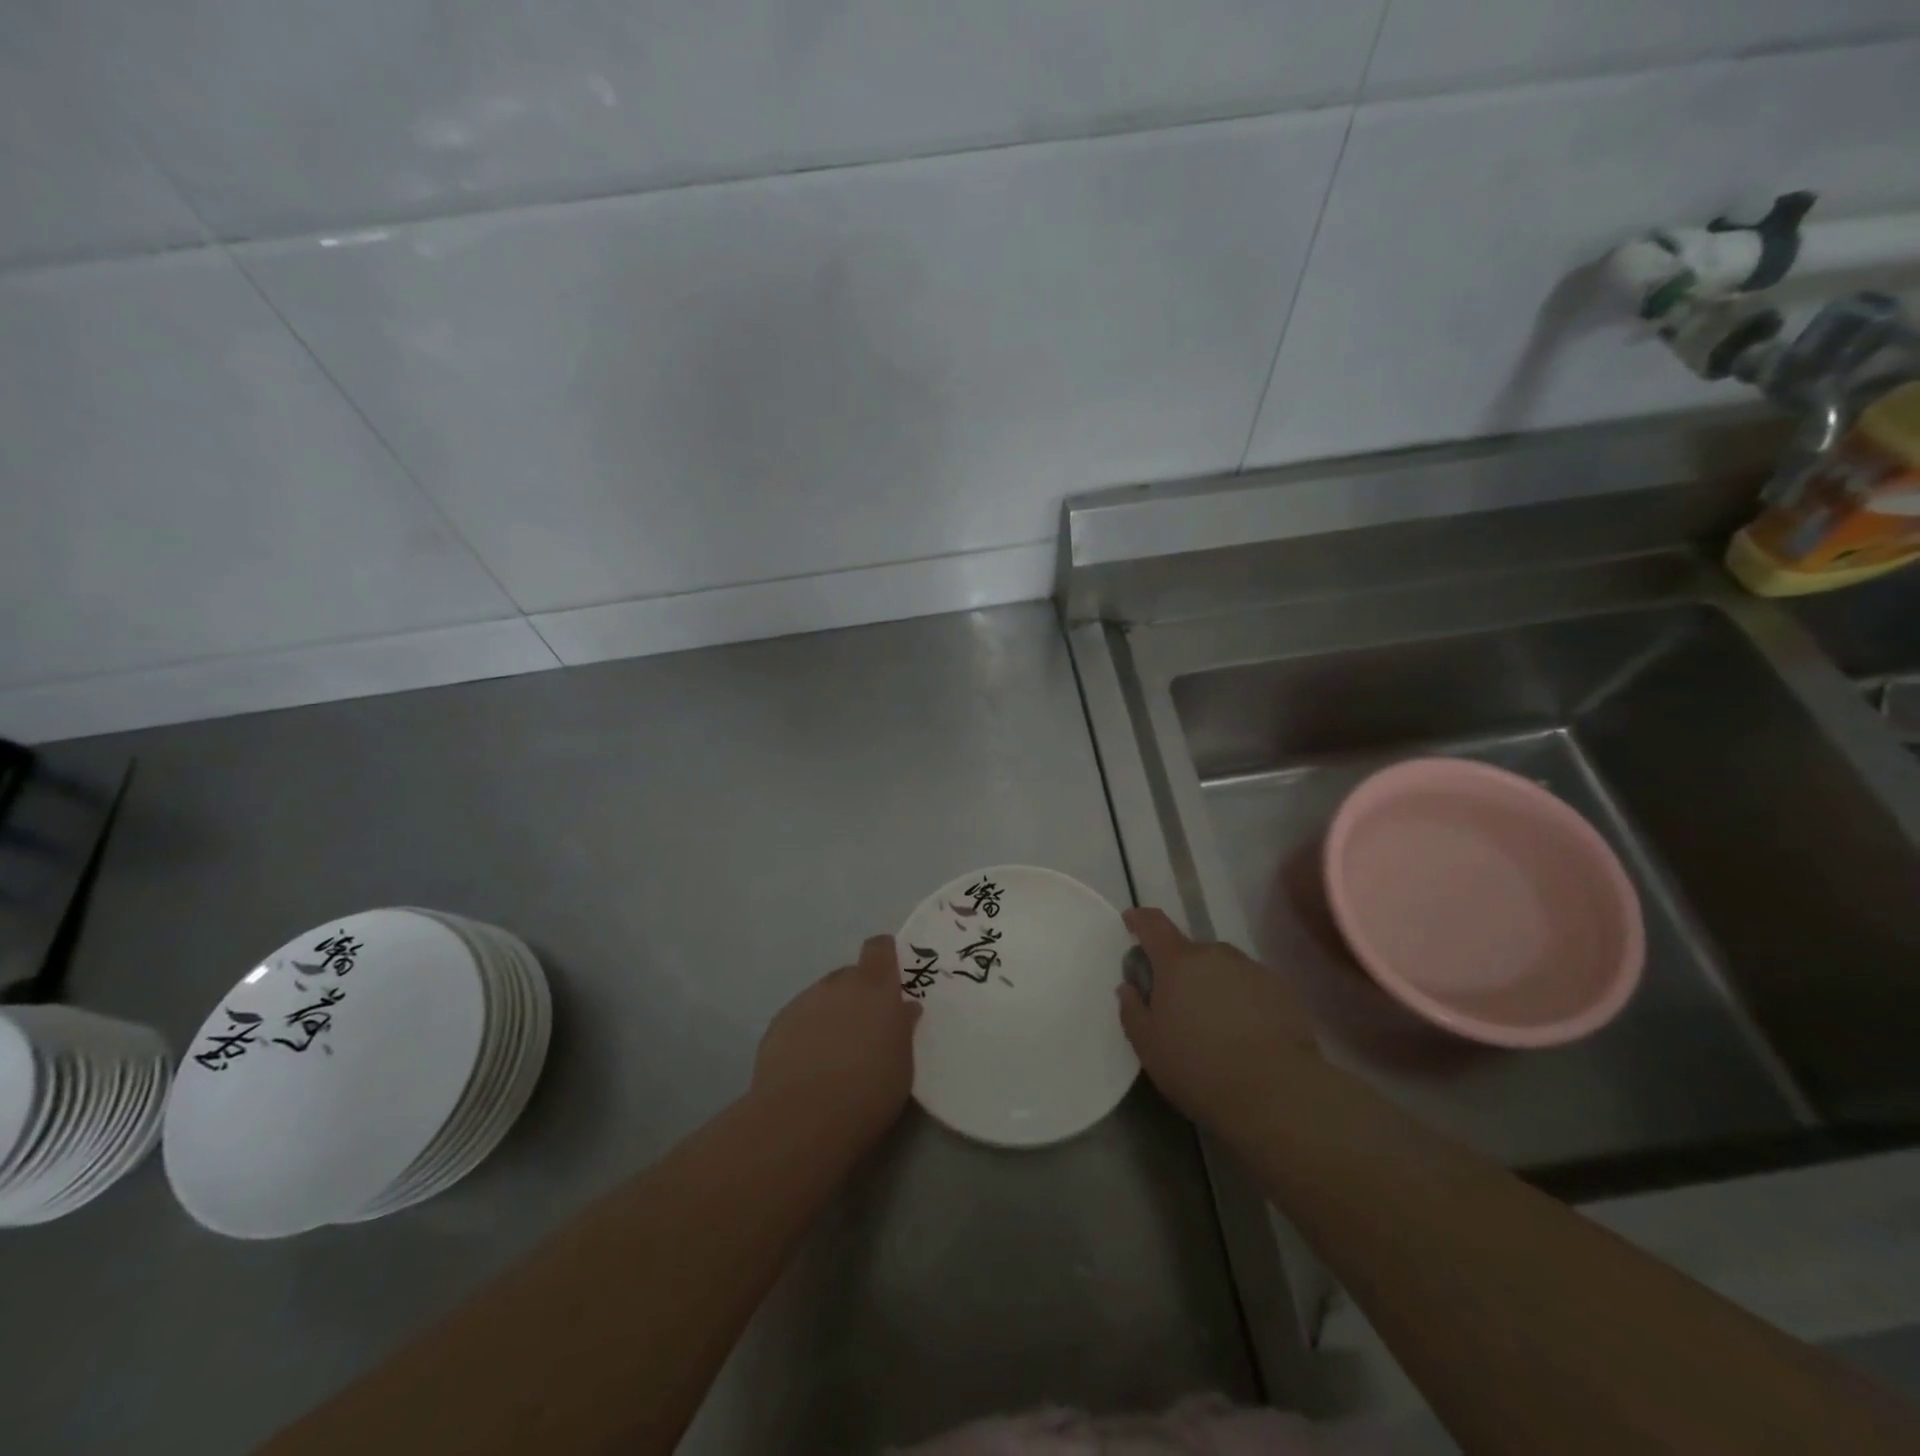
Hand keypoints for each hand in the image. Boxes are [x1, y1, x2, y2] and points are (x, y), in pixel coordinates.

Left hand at [753, 936, 920, 1139]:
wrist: (802, 1119)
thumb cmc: (868, 1092)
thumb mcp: (902, 1065)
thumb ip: (902, 1029)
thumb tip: (903, 1008)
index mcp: (875, 988)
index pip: (879, 948)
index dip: (884, 956)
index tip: (890, 977)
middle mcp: (838, 985)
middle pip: (850, 975)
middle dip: (858, 995)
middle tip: (865, 1030)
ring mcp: (804, 1002)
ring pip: (823, 997)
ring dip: (831, 1014)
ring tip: (834, 1054)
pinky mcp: (777, 1025)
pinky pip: (800, 1018)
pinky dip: (807, 1033)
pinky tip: (808, 1066)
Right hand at [1118, 907, 1318, 1135]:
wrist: (1277, 1095)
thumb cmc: (1199, 1068)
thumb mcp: (1148, 1046)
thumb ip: (1132, 1010)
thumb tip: (1129, 987)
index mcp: (1178, 962)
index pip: (1153, 924)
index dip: (1140, 919)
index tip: (1132, 922)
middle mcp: (1216, 954)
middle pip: (1190, 952)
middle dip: (1180, 971)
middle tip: (1178, 1006)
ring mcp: (1253, 970)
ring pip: (1223, 970)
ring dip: (1213, 987)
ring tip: (1216, 1026)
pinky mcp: (1284, 992)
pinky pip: (1252, 987)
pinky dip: (1243, 1002)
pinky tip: (1246, 1036)